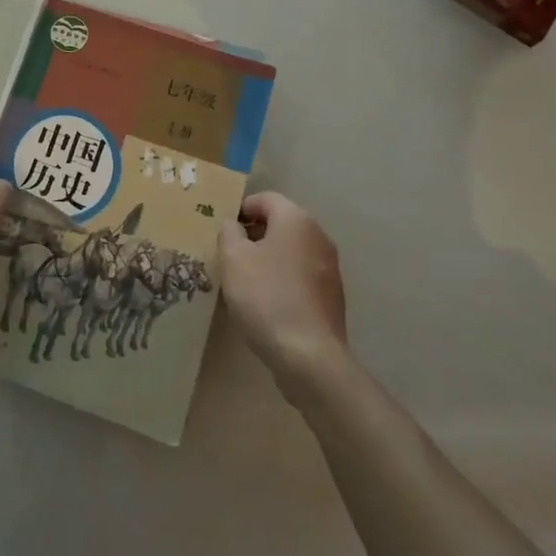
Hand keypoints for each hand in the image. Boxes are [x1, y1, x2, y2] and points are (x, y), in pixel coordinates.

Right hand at [219, 191, 348, 397]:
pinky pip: (301, 277)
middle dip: (254, 235)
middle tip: (230, 255)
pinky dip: (283, 281)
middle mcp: (319, 236)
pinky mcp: (332, 297)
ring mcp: (330, 268)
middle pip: (281, 224)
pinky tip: (267, 304)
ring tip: (245, 282)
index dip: (241, 209)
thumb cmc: (266, 296)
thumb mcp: (233, 258)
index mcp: (296, 219)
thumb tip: (234, 225)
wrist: (309, 356)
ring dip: (269, 259)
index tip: (223, 230)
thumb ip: (228, 232)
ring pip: (291, 252)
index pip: (265, 198)